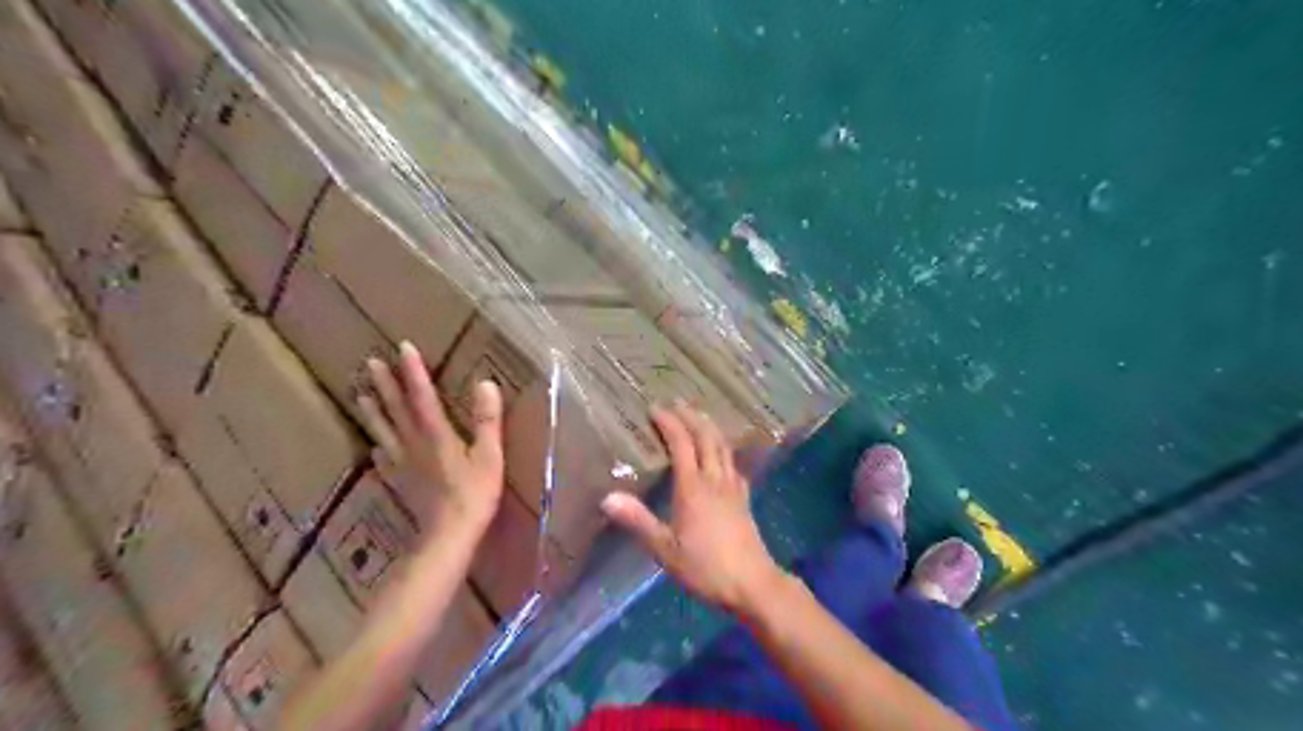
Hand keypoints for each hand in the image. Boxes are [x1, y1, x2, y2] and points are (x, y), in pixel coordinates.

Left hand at [359, 343, 504, 534]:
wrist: (448, 535)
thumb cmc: (474, 494)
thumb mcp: (489, 455)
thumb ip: (487, 419)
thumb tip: (485, 383)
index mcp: (436, 434)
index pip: (422, 395)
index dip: (413, 371)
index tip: (403, 346)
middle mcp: (413, 444)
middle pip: (396, 410)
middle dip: (385, 384)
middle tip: (370, 362)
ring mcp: (403, 464)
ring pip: (384, 431)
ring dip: (373, 411)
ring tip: (360, 394)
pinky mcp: (400, 482)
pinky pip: (384, 459)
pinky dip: (378, 446)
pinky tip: (374, 446)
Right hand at [604, 403, 783, 613]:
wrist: (753, 584)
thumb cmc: (705, 568)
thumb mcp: (665, 550)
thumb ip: (638, 521)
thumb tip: (608, 497)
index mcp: (693, 487)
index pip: (682, 444)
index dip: (669, 423)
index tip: (655, 409)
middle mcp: (715, 479)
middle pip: (706, 437)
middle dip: (691, 417)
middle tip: (677, 403)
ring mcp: (733, 487)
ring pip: (723, 446)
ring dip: (709, 427)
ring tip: (699, 417)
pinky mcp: (744, 498)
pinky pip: (733, 463)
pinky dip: (724, 449)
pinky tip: (722, 455)